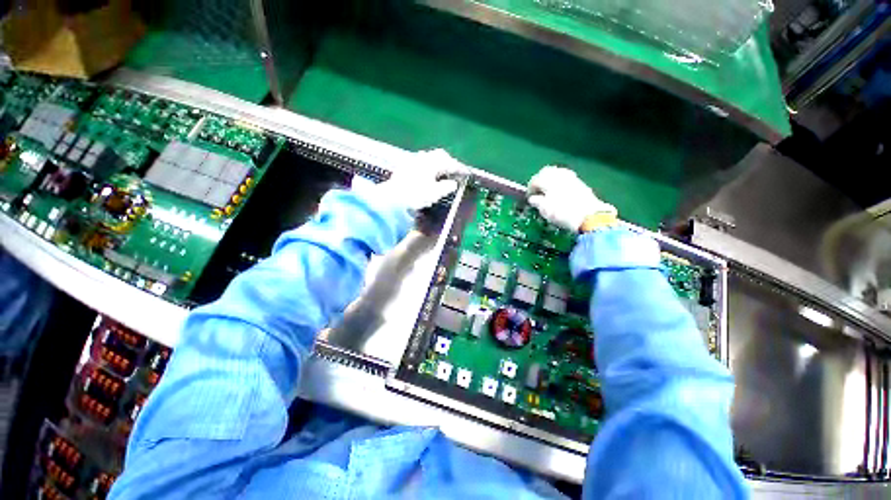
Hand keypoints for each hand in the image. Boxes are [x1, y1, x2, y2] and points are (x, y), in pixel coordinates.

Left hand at [377, 149, 467, 210]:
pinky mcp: (404, 169)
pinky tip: (427, 176)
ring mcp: (411, 162)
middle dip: (448, 162)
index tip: (464, 172)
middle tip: (454, 171)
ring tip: (441, 173)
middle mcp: (421, 158)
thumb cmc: (416, 195)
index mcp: (431, 162)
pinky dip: (427, 167)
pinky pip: (420, 163)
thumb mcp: (435, 193)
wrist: (393, 200)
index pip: (449, 161)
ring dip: (437, 164)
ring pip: (428, 158)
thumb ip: (446, 187)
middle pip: (438, 155)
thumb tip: (453, 184)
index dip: (458, 167)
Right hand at [527, 166, 616, 231]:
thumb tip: (533, 198)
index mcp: (547, 179)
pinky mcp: (580, 182)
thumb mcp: (544, 209)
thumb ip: (537, 202)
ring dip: (550, 181)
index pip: (534, 180)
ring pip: (557, 174)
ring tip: (548, 192)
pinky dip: (560, 183)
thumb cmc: (562, 212)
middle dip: (540, 180)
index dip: (530, 189)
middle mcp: (559, 174)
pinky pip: (565, 179)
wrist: (589, 216)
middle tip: (537, 191)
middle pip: (546, 172)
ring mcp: (571, 177)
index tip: (529, 197)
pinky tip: (559, 193)